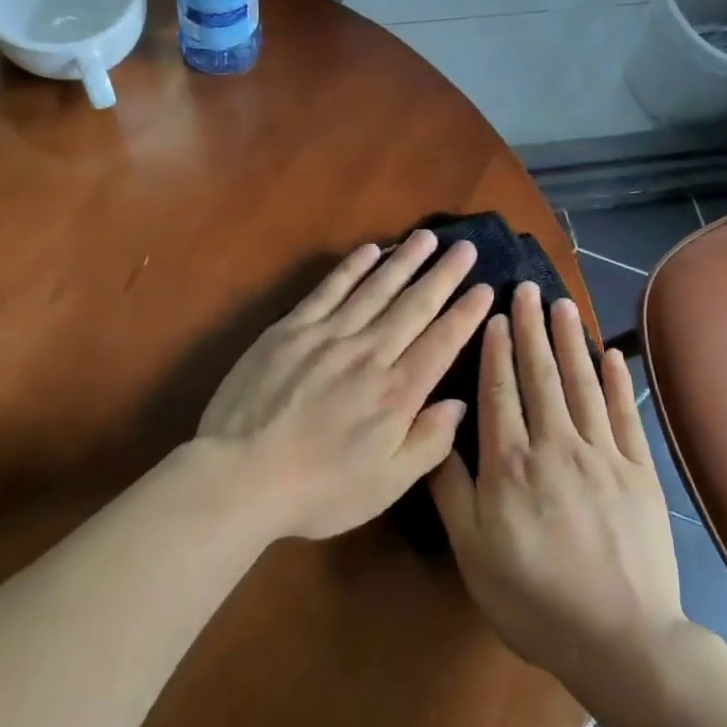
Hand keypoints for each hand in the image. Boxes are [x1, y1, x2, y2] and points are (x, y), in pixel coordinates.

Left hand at [199, 230, 495, 540]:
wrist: (240, 475)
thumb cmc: (318, 489)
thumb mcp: (386, 485)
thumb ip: (429, 443)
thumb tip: (459, 403)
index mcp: (396, 393)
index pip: (442, 342)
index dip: (466, 313)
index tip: (486, 288)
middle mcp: (368, 353)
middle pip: (413, 306)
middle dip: (443, 275)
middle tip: (465, 247)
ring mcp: (327, 336)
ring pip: (375, 289)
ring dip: (403, 261)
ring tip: (427, 237)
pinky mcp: (290, 329)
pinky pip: (328, 290)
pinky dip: (351, 268)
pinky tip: (369, 250)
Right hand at [431, 282, 686, 694]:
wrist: (620, 640)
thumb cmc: (533, 598)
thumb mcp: (472, 551)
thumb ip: (450, 489)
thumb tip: (438, 431)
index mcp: (510, 463)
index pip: (500, 391)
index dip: (495, 350)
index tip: (494, 314)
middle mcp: (555, 445)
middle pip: (540, 375)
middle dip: (531, 329)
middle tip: (527, 289)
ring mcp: (602, 455)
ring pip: (581, 384)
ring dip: (569, 341)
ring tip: (562, 305)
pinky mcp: (639, 472)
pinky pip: (624, 415)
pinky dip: (617, 381)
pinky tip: (610, 354)